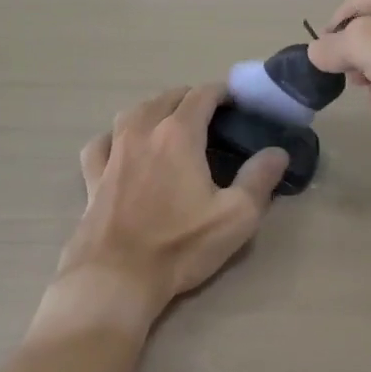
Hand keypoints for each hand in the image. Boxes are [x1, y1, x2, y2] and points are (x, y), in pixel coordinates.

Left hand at [56, 83, 287, 329]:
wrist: (115, 278)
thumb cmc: (180, 245)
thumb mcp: (236, 216)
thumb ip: (260, 178)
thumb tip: (278, 152)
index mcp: (178, 134)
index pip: (202, 95)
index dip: (222, 92)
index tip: (238, 102)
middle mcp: (143, 131)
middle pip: (168, 97)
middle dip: (192, 98)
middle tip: (212, 117)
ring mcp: (113, 152)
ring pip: (133, 112)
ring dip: (156, 109)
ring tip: (170, 124)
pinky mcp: (92, 176)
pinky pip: (102, 142)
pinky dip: (115, 137)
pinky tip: (122, 148)